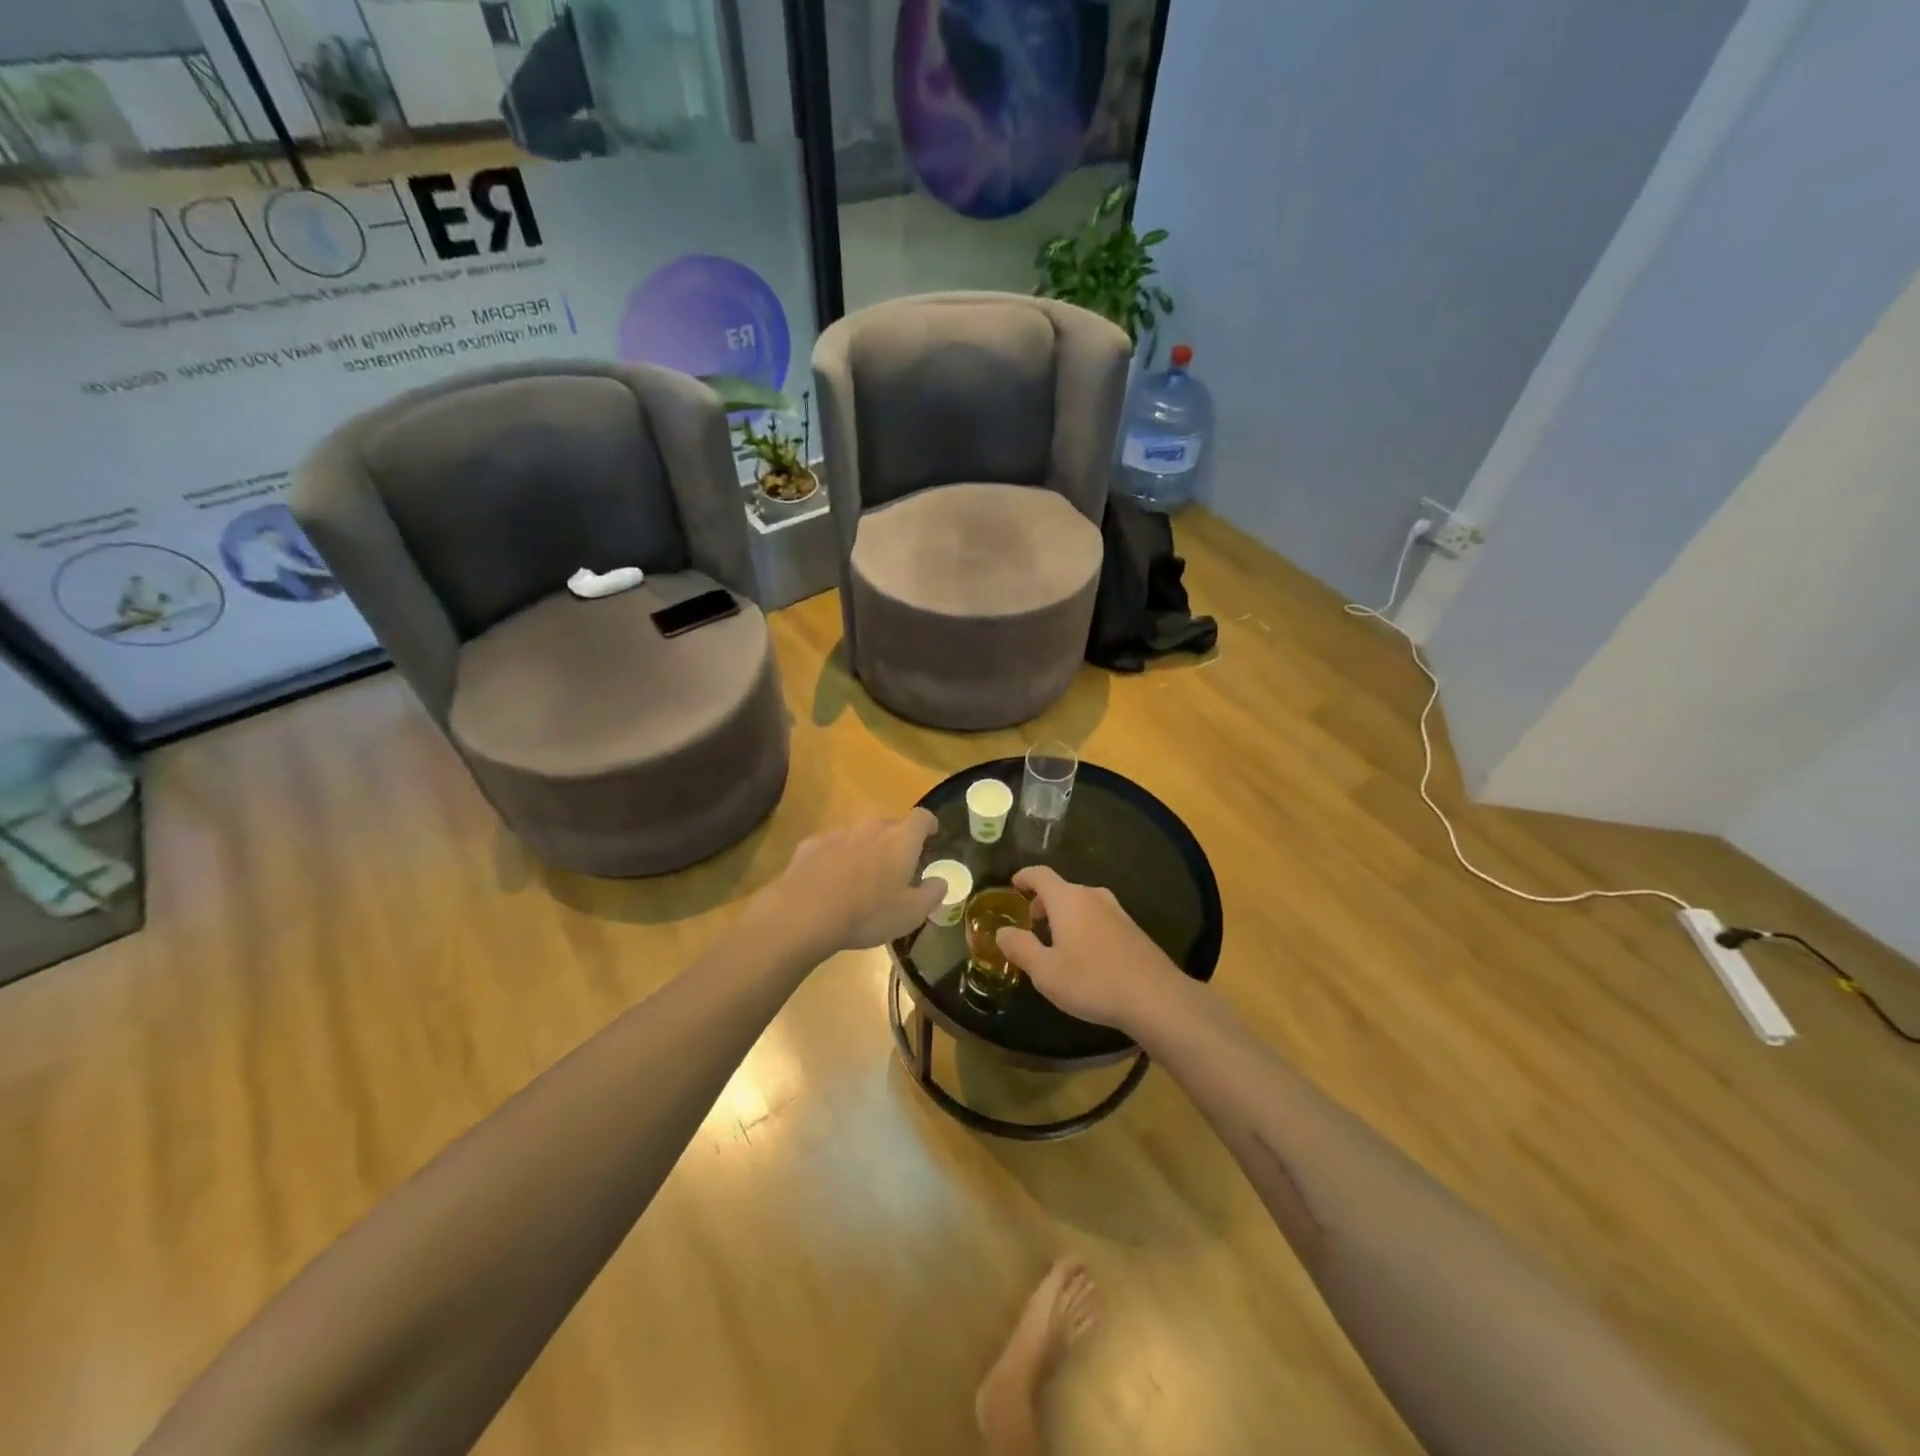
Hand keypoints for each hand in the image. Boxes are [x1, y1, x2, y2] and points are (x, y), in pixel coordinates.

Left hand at [764, 810, 942, 955]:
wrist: (805, 913)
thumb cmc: (868, 913)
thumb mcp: (911, 913)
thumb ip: (932, 893)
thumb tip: (940, 881)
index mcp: (901, 840)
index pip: (922, 818)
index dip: (928, 825)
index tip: (930, 836)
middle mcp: (871, 827)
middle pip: (889, 825)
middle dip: (895, 841)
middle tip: (895, 867)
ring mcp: (839, 833)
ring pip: (859, 835)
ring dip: (864, 849)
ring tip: (860, 878)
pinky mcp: (811, 844)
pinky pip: (831, 846)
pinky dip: (835, 858)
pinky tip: (829, 883)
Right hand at [995, 866, 1188, 1032]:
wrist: (1155, 997)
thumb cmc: (1092, 981)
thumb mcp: (1046, 972)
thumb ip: (1021, 948)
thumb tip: (1002, 931)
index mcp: (1068, 899)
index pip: (1040, 875)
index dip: (1024, 877)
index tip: (1013, 884)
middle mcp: (1093, 896)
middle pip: (1062, 889)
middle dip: (1043, 902)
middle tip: (1031, 922)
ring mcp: (1117, 911)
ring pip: (1082, 904)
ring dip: (1065, 915)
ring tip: (1055, 941)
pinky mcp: (1133, 929)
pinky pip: (1099, 918)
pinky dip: (1084, 926)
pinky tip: (1085, 955)